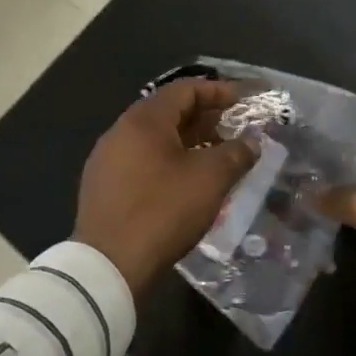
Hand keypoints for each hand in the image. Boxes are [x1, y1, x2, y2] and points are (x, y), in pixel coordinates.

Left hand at [74, 79, 257, 295]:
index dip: (219, 91)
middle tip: (236, 128)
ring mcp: (107, 160)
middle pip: (169, 112)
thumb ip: (236, 153)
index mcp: (143, 120)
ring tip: (218, 156)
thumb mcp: (210, 179)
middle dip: (206, 117)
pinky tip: (189, 182)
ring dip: (189, 141)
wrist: (109, 265)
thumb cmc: (163, 211)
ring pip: (155, 139)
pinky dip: (170, 161)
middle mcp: (120, 132)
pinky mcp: (104, 187)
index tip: (245, 101)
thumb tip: (252, 142)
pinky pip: (143, 161)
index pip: (185, 89)